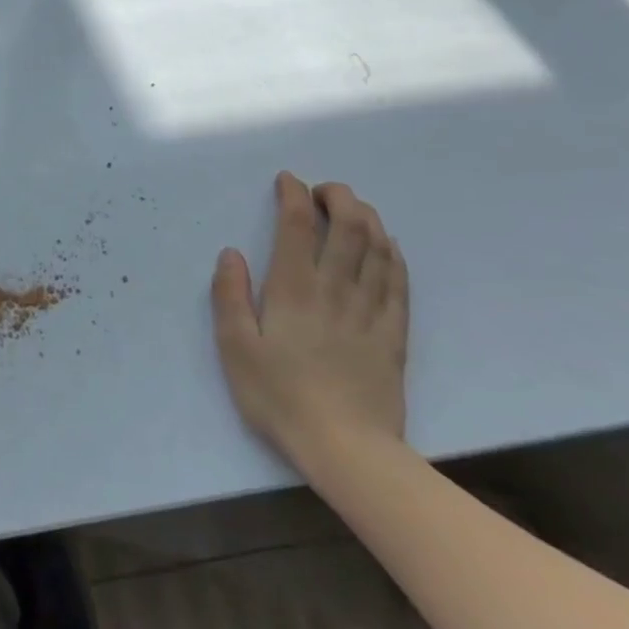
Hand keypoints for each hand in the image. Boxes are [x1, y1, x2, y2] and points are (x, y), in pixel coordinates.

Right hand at [210, 172, 408, 468]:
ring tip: (353, 207)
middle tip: (322, 190)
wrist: (347, 448)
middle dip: (338, 197)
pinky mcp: (394, 334)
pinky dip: (392, 253)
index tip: (287, 180)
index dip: (293, 195)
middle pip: (348, 227)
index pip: (298, 225)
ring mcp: (370, 310)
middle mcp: (335, 289)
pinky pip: (399, 281)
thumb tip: (231, 253)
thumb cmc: (279, 396)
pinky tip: (386, 245)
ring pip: (378, 248)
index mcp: (293, 288)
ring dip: (367, 217)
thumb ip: (230, 295)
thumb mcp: (235, 347)